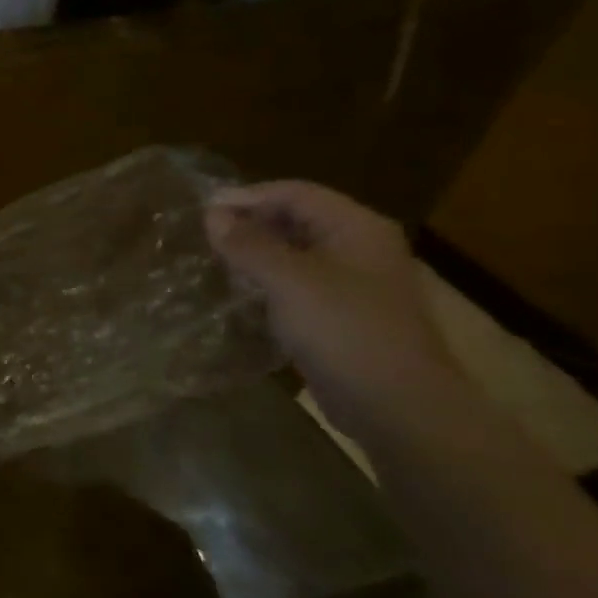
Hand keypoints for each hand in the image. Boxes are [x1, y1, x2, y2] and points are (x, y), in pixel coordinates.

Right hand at [205, 181, 467, 448]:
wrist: (395, 404)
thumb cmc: (344, 330)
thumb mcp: (288, 281)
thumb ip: (248, 245)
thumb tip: (212, 215)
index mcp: (356, 227)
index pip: (295, 193)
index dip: (248, 197)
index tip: (203, 210)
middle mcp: (360, 246)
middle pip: (297, 219)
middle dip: (251, 223)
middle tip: (206, 236)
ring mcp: (355, 282)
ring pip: (296, 252)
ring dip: (257, 252)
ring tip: (216, 260)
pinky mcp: (344, 313)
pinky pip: (300, 282)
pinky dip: (269, 280)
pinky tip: (243, 293)